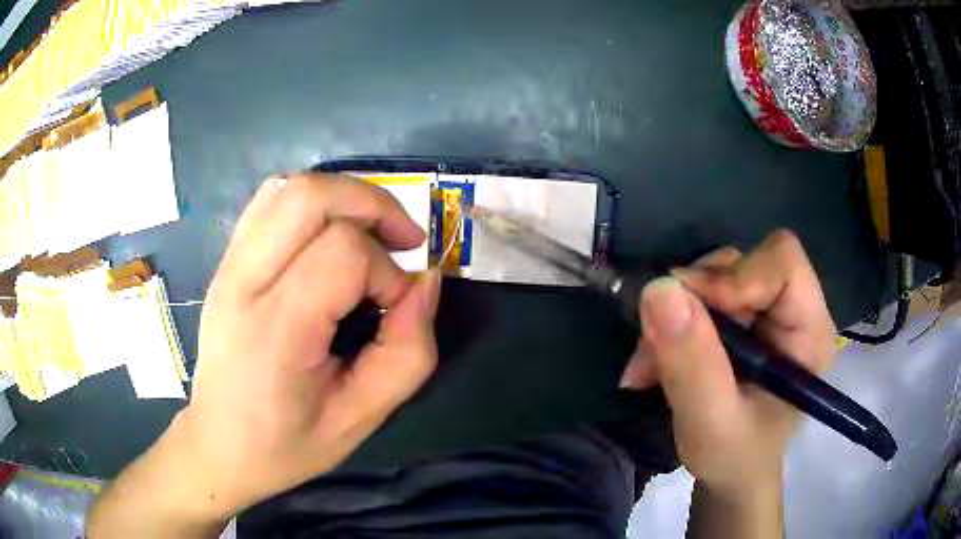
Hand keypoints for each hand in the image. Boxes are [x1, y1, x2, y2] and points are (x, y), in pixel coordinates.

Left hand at [176, 173, 440, 518]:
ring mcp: (228, 265)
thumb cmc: (288, 444)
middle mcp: (243, 282)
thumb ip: (407, 352)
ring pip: (288, 187)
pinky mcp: (226, 262)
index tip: (394, 309)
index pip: (342, 254)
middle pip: (310, 196)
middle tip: (402, 240)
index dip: (386, 272)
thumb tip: (426, 281)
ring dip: (343, 196)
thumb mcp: (361, 418)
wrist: (220, 445)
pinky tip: (328, 235)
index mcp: (275, 329)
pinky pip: (269, 201)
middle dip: (372, 204)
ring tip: (370, 232)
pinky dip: (312, 202)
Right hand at [619, 230, 836, 494]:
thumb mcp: (711, 422)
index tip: (687, 310)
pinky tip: (653, 363)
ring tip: (650, 364)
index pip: (783, 262)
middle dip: (694, 300)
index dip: (736, 276)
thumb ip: (692, 363)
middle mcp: (793, 308)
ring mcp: (765, 310)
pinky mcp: (741, 317)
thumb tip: (658, 289)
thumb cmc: (734, 457)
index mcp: (809, 330)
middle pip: (743, 263)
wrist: (730, 474)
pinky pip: (699, 297)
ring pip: (714, 276)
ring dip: (675, 315)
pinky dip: (670, 324)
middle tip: (656, 344)